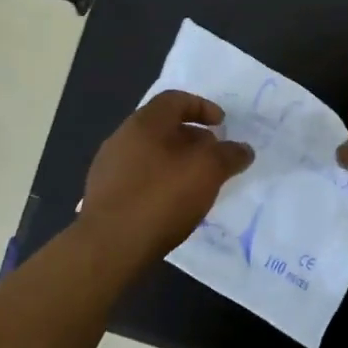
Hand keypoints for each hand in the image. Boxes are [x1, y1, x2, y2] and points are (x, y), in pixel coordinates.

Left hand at [80, 90, 252, 262]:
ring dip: (176, 162)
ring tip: (197, 183)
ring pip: (151, 154)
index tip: (222, 125)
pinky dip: (160, 182)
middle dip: (192, 138)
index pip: (175, 99)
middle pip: (163, 127)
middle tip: (214, 156)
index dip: (202, 107)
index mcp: (145, 122)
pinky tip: (173, 204)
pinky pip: (139, 178)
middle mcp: (122, 137)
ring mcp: (108, 167)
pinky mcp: (104, 196)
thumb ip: (229, 155)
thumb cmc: (161, 197)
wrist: (109, 247)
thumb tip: (243, 149)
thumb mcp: (208, 171)